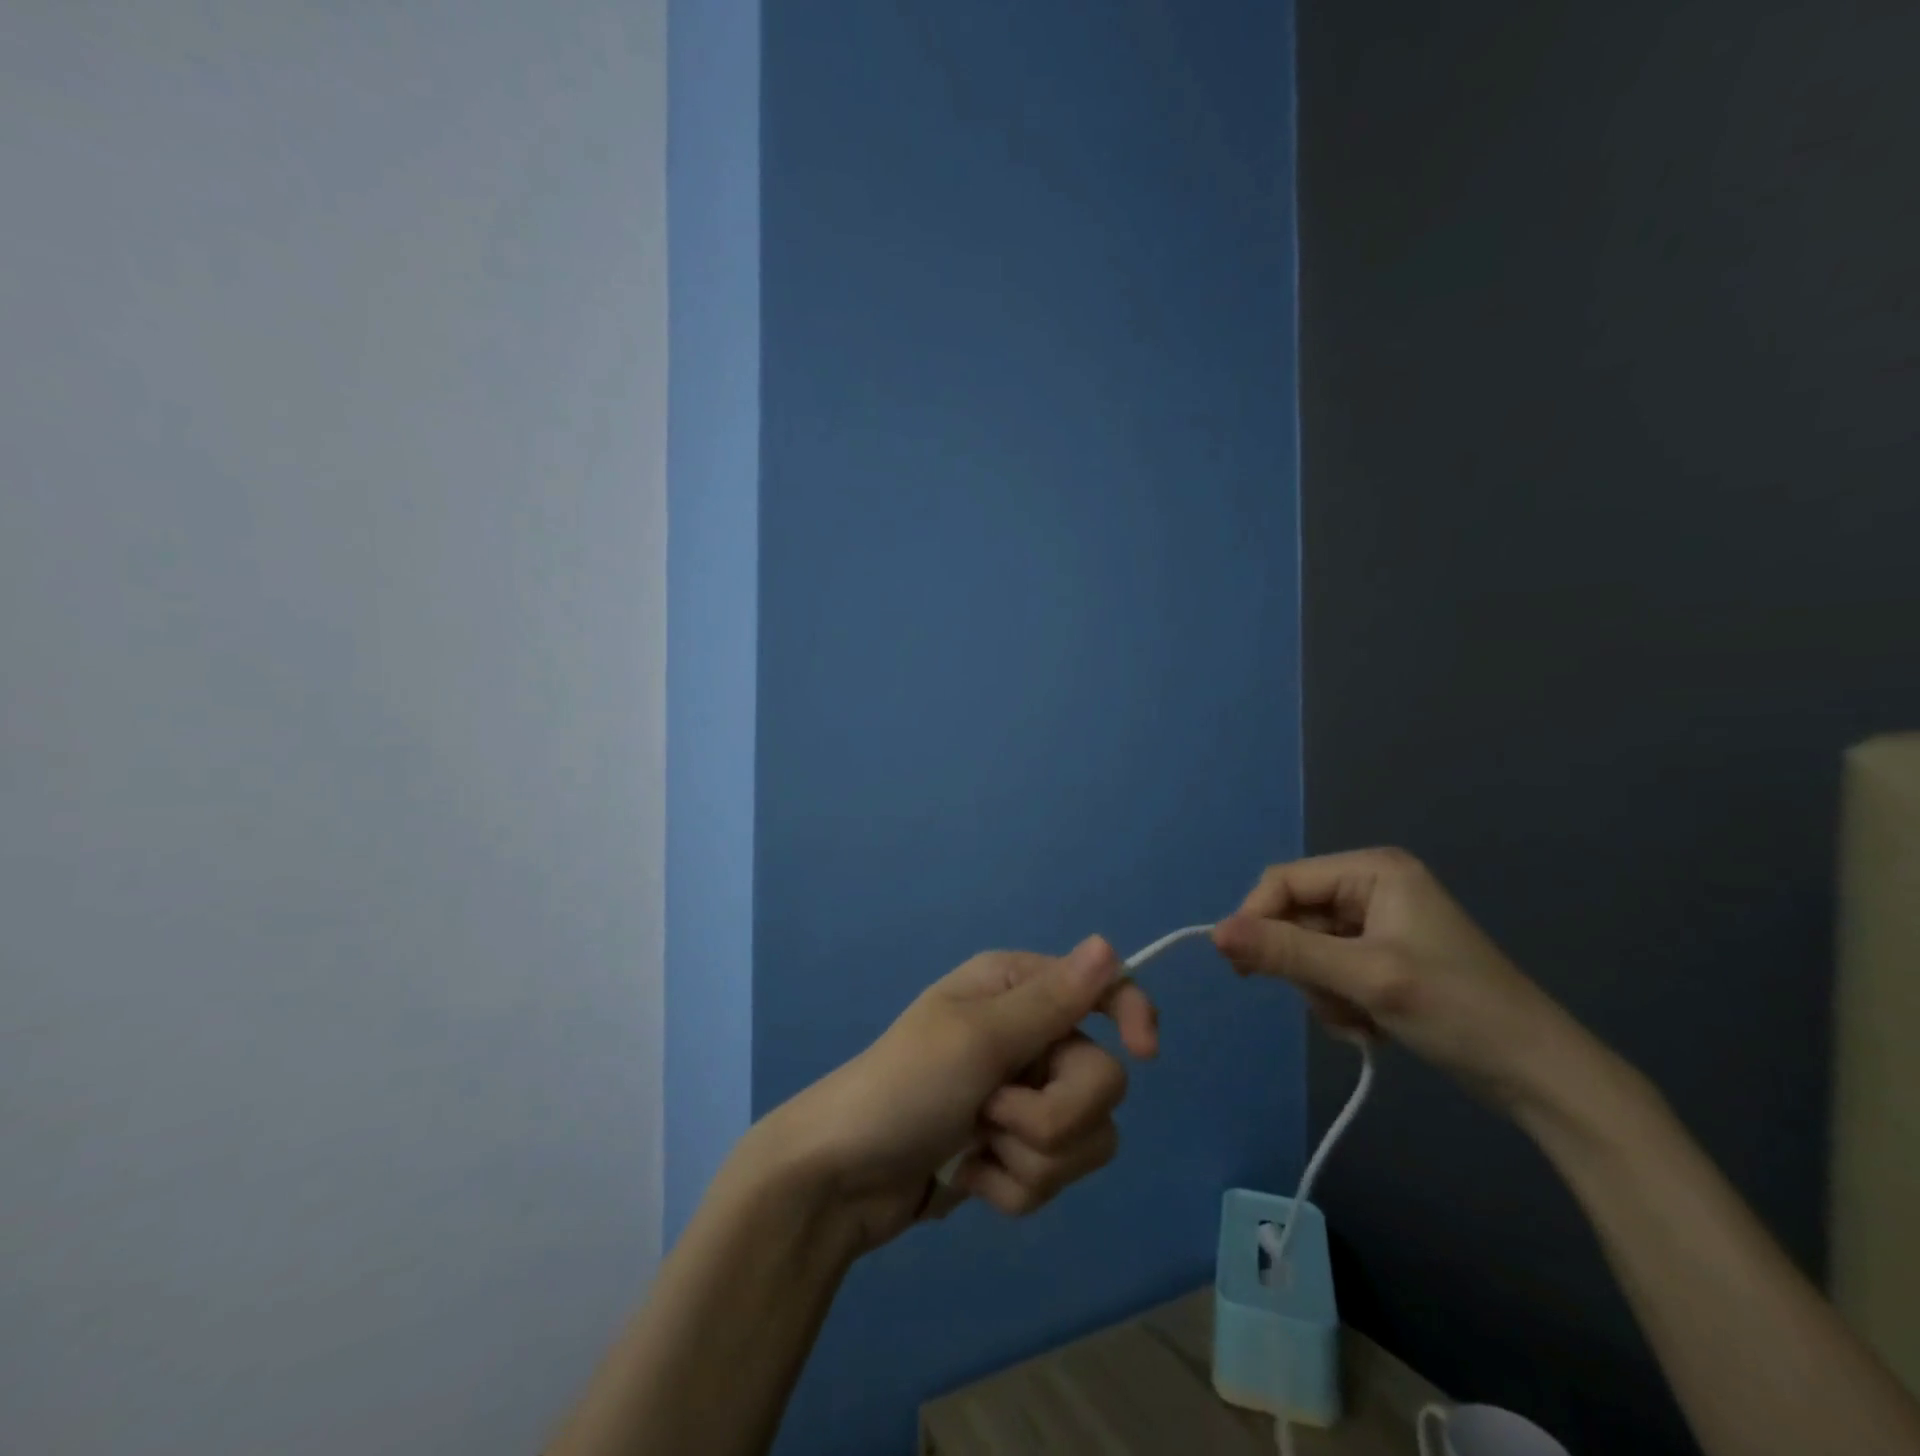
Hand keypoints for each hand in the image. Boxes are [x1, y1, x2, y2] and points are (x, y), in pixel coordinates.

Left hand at [753, 936, 1155, 1252]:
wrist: (842, 1178)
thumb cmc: (904, 1087)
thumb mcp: (976, 1039)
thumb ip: (1050, 1001)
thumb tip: (1108, 943)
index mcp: (1015, 989)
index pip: (1102, 987)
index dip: (1132, 1013)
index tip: (1144, 1053)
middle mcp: (1028, 1035)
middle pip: (1103, 1079)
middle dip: (1053, 1114)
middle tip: (994, 1113)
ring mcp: (1022, 1096)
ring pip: (1087, 1136)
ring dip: (1030, 1156)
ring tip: (976, 1148)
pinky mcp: (1015, 1150)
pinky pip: (1056, 1175)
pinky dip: (1013, 1186)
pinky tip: (969, 1176)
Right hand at [1211, 849, 1586, 1115]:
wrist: (1540, 1077)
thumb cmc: (1457, 1012)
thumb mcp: (1364, 979)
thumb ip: (1286, 952)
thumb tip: (1214, 933)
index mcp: (1373, 871)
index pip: (1284, 882)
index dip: (1256, 920)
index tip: (1242, 969)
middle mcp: (1372, 887)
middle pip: (1295, 917)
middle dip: (1304, 967)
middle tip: (1330, 1003)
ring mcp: (1379, 924)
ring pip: (1309, 950)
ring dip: (1322, 990)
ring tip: (1360, 1020)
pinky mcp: (1385, 958)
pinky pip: (1331, 970)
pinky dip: (1339, 1001)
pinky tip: (1370, 1026)